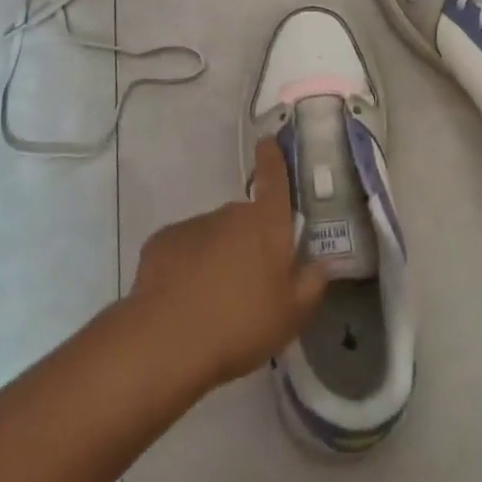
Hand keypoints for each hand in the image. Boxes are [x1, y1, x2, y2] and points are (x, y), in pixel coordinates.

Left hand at [129, 139, 326, 389]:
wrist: (168, 340)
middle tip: (249, 282)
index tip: (267, 141)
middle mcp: (230, 214)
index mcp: (267, 224)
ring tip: (213, 301)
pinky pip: (182, 249)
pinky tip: (183, 300)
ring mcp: (194, 225)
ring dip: (217, 256)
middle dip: (248, 241)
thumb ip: (311, 284)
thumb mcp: (292, 316)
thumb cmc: (241, 324)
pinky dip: (186, 266)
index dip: (273, 158)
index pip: (274, 179)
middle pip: (245, 219)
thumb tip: (321, 263)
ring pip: (213, 235)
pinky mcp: (161, 242)